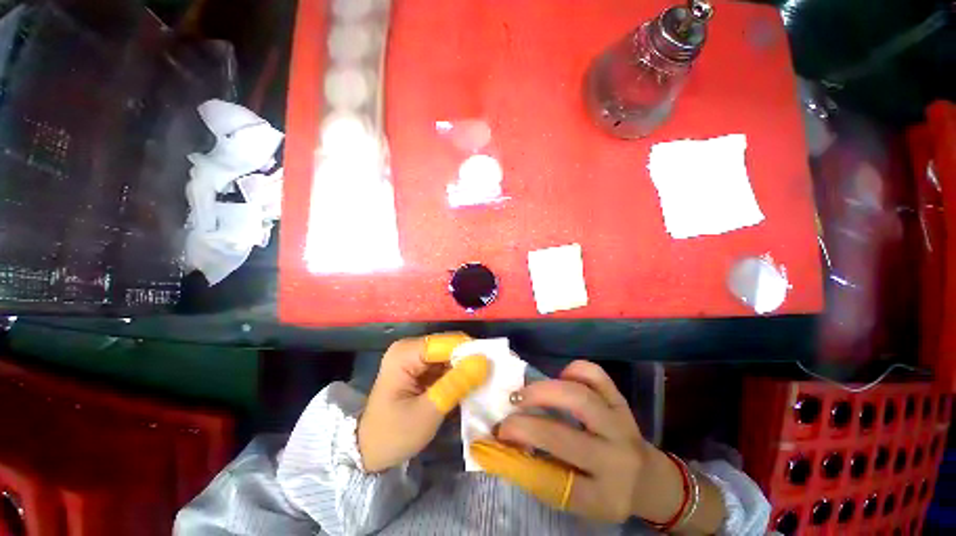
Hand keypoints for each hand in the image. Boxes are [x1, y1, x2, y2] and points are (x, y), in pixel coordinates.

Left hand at [358, 333, 488, 472]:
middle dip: (469, 361)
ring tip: (483, 384)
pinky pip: (444, 365)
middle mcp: (410, 348)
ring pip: (449, 356)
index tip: (492, 367)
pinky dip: (457, 375)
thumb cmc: (393, 435)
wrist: (369, 453)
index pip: (447, 342)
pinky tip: (468, 388)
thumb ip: (456, 384)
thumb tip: (484, 361)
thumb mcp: (428, 412)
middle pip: (449, 346)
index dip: (471, 352)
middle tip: (490, 378)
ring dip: (465, 369)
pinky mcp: (419, 368)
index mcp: (406, 353)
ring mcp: (414, 357)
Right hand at [471, 361, 682, 523]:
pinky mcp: (620, 401)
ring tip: (524, 393)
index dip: (521, 454)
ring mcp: (620, 424)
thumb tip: (503, 447)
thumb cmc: (605, 491)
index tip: (498, 437)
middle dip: (527, 422)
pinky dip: (573, 370)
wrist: (647, 477)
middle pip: (565, 435)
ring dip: (544, 391)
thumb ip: (543, 477)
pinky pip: (596, 375)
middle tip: (508, 412)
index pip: (556, 480)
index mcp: (603, 495)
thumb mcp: (578, 499)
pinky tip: (560, 378)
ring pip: (580, 397)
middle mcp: (615, 459)